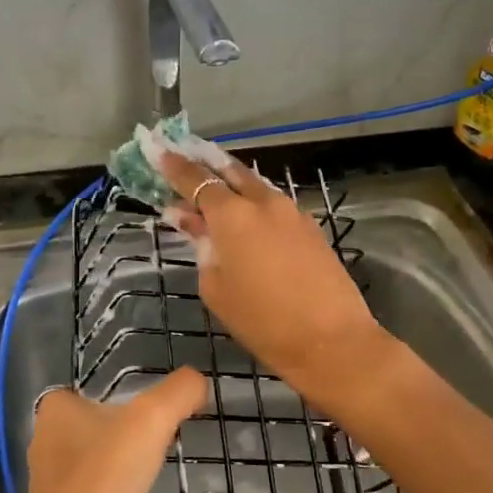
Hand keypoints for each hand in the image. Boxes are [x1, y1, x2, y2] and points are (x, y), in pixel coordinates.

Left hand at [23, 369, 206, 492]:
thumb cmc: (106, 479)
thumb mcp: (151, 419)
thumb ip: (180, 391)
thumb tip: (199, 381)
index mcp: (55, 410)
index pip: (94, 387)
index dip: (128, 393)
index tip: (158, 408)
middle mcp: (47, 441)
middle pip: (101, 422)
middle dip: (130, 429)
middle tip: (166, 435)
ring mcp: (54, 483)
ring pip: (100, 458)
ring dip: (126, 462)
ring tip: (157, 467)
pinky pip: (100, 492)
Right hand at [157, 152, 386, 404]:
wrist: (331, 340)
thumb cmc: (262, 321)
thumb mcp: (216, 287)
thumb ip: (202, 247)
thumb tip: (190, 221)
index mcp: (232, 215)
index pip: (196, 181)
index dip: (176, 167)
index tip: (160, 152)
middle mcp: (263, 202)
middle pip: (230, 172)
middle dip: (207, 165)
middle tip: (187, 160)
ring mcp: (292, 212)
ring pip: (256, 187)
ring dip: (233, 185)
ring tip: (215, 192)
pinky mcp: (311, 227)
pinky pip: (274, 206)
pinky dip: (255, 205)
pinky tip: (248, 220)